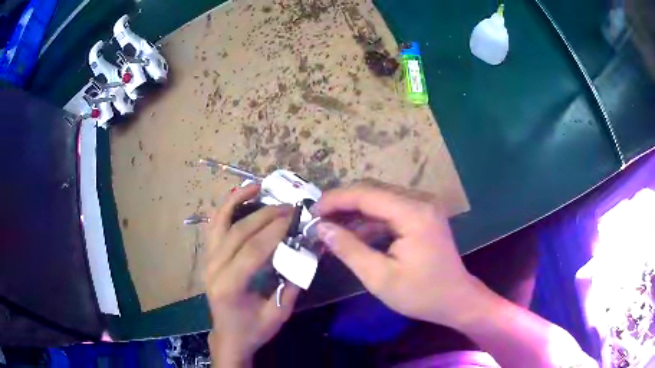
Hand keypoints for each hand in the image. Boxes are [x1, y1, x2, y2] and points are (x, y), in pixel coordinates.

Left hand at [204, 184, 299, 366]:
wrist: (229, 336)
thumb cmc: (254, 329)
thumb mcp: (279, 313)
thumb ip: (293, 282)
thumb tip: (309, 250)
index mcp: (230, 286)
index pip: (253, 250)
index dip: (275, 230)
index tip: (295, 216)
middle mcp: (213, 269)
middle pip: (239, 232)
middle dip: (266, 215)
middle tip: (290, 207)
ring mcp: (207, 260)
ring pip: (221, 222)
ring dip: (239, 201)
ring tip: (260, 186)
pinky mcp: (208, 256)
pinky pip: (215, 226)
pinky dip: (226, 207)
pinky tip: (240, 195)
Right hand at [314, 181, 481, 327]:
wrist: (456, 300)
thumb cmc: (421, 294)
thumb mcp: (380, 277)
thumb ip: (349, 249)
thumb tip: (321, 228)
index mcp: (414, 213)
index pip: (366, 194)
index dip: (335, 200)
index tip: (311, 212)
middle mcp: (420, 201)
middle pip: (373, 191)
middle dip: (342, 204)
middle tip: (318, 221)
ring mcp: (423, 206)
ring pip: (379, 199)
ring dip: (354, 213)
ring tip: (330, 229)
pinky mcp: (422, 215)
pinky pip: (390, 210)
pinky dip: (369, 221)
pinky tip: (353, 235)